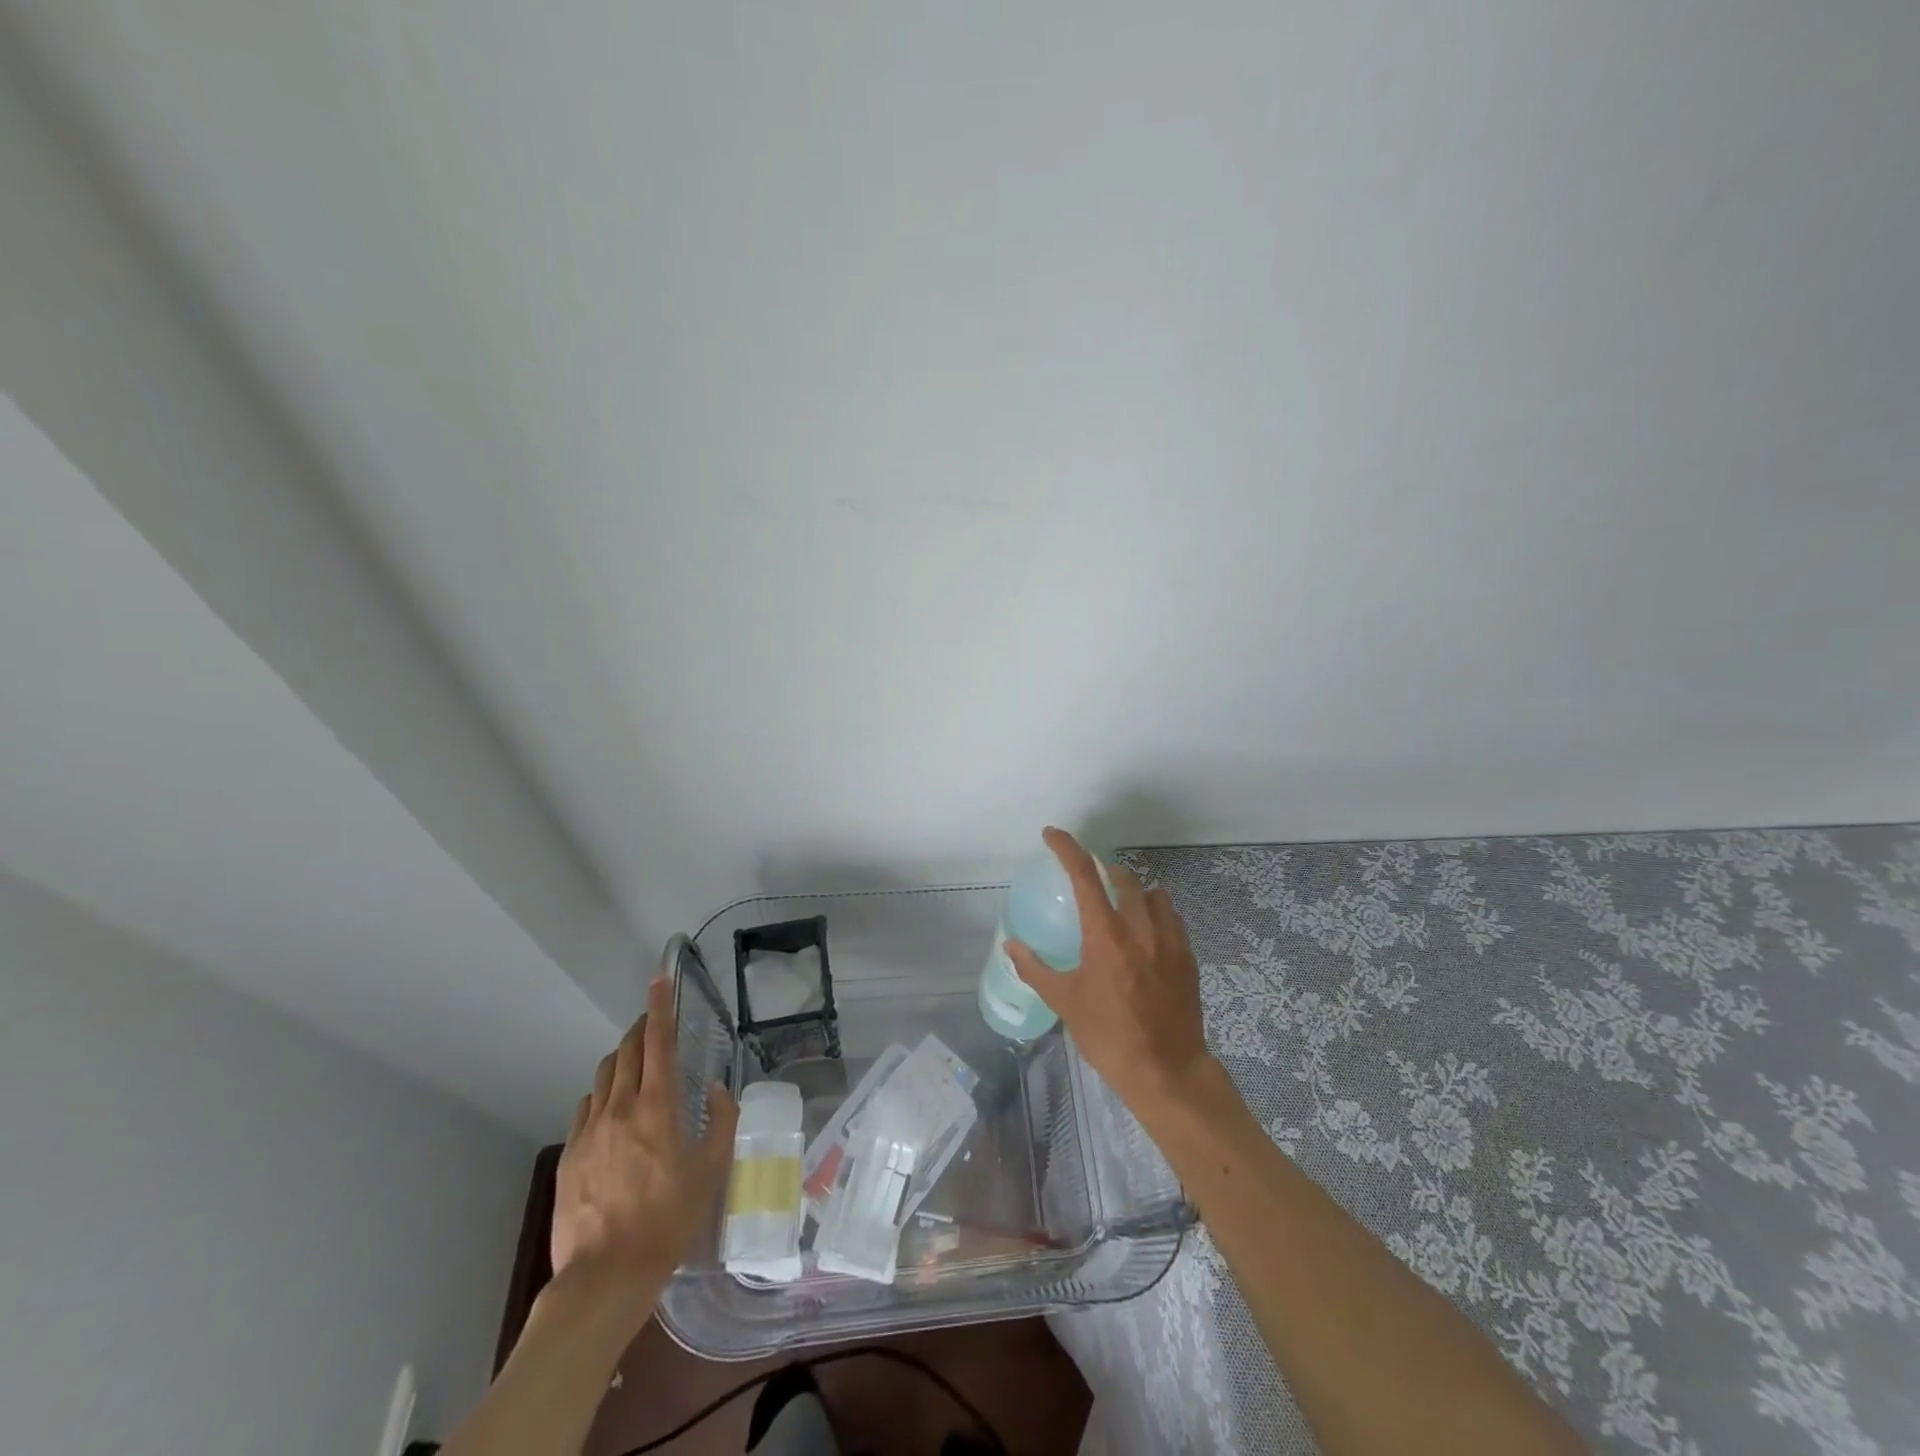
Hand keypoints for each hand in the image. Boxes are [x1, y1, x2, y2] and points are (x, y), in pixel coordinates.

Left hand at [551, 976, 738, 1299]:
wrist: (605, 1276)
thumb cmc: (669, 1220)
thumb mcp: (711, 1170)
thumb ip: (721, 1122)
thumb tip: (718, 1090)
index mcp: (658, 1106)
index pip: (658, 1042)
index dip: (659, 1007)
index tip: (659, 979)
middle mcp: (620, 1107)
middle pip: (628, 1051)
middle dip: (642, 1029)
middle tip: (655, 1025)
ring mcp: (589, 1130)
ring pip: (604, 1076)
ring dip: (623, 1061)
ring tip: (636, 1070)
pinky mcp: (570, 1155)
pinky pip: (586, 1108)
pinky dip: (602, 1097)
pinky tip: (612, 1115)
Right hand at [1003, 826, 1215, 1116]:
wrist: (1166, 1071)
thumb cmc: (1109, 1036)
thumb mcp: (1065, 1002)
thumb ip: (1035, 969)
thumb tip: (1011, 947)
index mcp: (1106, 935)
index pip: (1084, 874)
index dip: (1067, 848)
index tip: (1052, 835)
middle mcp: (1140, 928)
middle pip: (1124, 878)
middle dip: (1104, 868)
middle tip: (1089, 876)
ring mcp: (1170, 941)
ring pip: (1154, 894)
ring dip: (1134, 889)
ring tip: (1120, 902)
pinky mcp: (1188, 958)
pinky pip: (1172, 918)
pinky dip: (1156, 912)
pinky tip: (1148, 931)